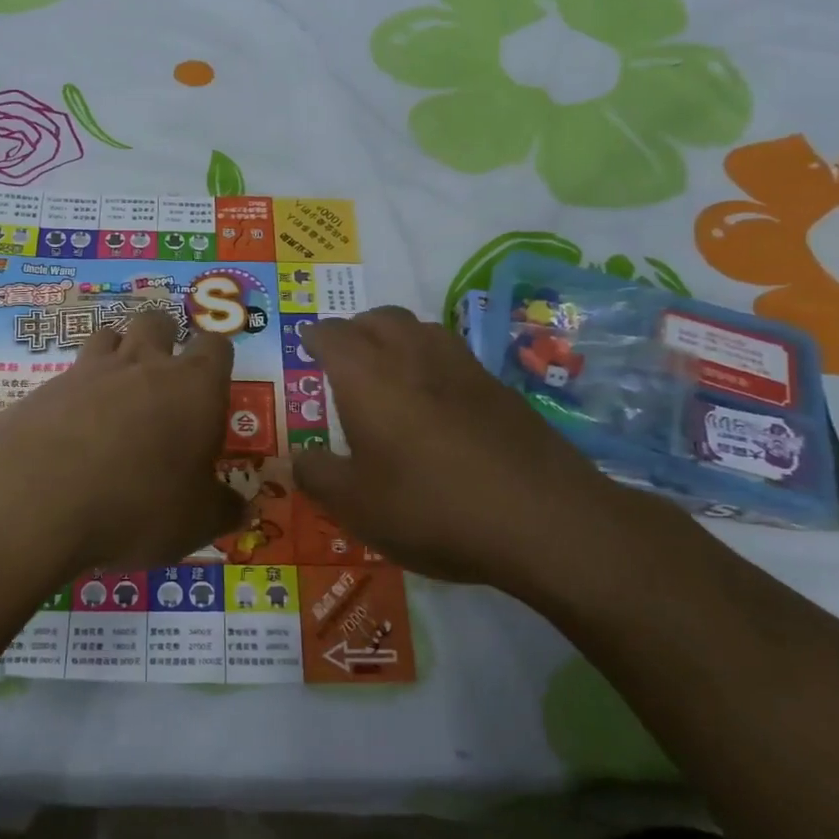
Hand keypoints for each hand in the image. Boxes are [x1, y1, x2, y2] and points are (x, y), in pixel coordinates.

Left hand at [0, 310, 244, 591]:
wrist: (39, 496)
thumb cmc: (138, 503)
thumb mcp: (195, 521)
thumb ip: (222, 509)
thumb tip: (244, 508)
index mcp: (195, 387)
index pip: (216, 347)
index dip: (216, 361)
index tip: (212, 389)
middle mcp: (145, 364)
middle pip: (158, 321)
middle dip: (164, 337)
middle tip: (163, 378)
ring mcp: (91, 370)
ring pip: (109, 334)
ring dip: (117, 352)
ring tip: (116, 392)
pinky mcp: (47, 387)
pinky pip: (69, 373)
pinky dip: (76, 390)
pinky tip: (72, 426)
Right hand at [292, 306, 669, 602]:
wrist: (542, 520)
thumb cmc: (430, 507)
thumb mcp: (356, 505)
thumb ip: (317, 476)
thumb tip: (296, 457)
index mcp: (368, 375)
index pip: (333, 335)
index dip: (315, 337)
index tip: (306, 344)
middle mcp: (413, 356)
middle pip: (379, 318)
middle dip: (355, 328)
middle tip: (343, 354)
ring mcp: (463, 367)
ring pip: (421, 328)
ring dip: (396, 337)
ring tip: (388, 369)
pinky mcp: (500, 388)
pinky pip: (453, 355)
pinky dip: (431, 362)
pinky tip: (436, 400)